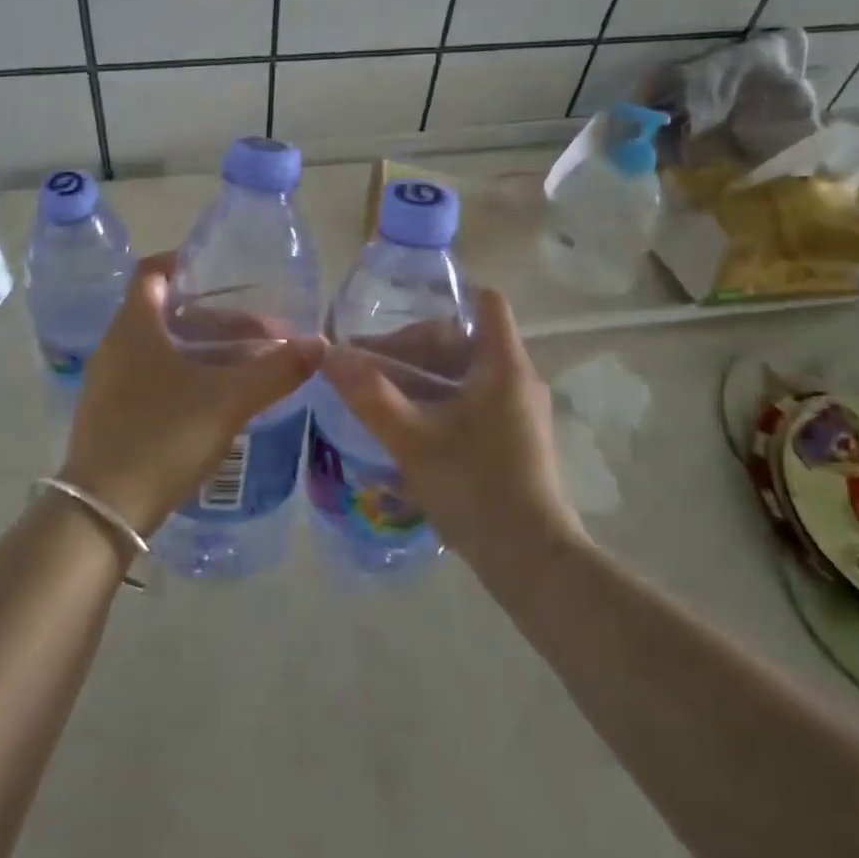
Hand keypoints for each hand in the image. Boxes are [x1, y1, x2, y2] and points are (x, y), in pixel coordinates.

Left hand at [60, 252, 321, 535]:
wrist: (104, 512)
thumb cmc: (163, 436)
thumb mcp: (228, 401)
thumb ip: (276, 370)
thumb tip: (320, 344)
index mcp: (134, 326)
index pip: (152, 271)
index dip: (185, 262)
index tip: (224, 272)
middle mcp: (115, 345)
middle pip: (164, 312)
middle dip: (212, 317)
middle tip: (256, 331)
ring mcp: (107, 381)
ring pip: (159, 347)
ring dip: (199, 349)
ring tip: (244, 364)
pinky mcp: (109, 413)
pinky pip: (149, 376)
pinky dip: (182, 375)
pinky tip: (213, 399)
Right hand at [319, 287, 585, 568]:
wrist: (530, 559)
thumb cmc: (473, 485)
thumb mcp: (411, 438)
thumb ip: (369, 394)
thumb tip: (328, 354)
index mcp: (502, 364)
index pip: (485, 302)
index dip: (445, 298)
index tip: (401, 317)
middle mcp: (518, 380)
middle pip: (464, 340)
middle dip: (414, 349)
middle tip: (371, 369)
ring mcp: (519, 412)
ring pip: (465, 375)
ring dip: (423, 380)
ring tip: (380, 399)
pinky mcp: (516, 441)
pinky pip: (473, 403)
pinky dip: (440, 405)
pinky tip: (406, 431)